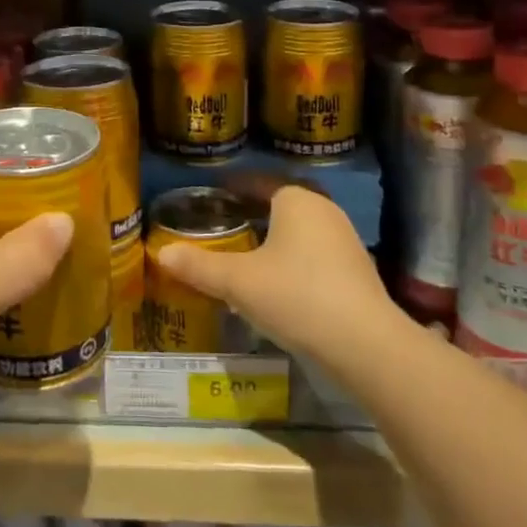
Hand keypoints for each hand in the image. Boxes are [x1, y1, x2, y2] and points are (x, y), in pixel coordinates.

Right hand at [154, 183, 400, 377]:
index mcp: (296, 199)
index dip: (233, 186)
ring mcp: (346, 240)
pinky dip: (295, 259)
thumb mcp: (237, 281)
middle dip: (255, 211)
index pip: (259, 181)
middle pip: (282, 203)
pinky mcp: (357, 272)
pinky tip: (279, 282)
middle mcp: (324, 210)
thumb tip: (160, 253)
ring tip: (247, 252)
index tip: (212, 194)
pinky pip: (316, 253)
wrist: (366, 345)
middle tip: (225, 222)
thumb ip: (198, 266)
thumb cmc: (296, 295)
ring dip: (276, 236)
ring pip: (301, 229)